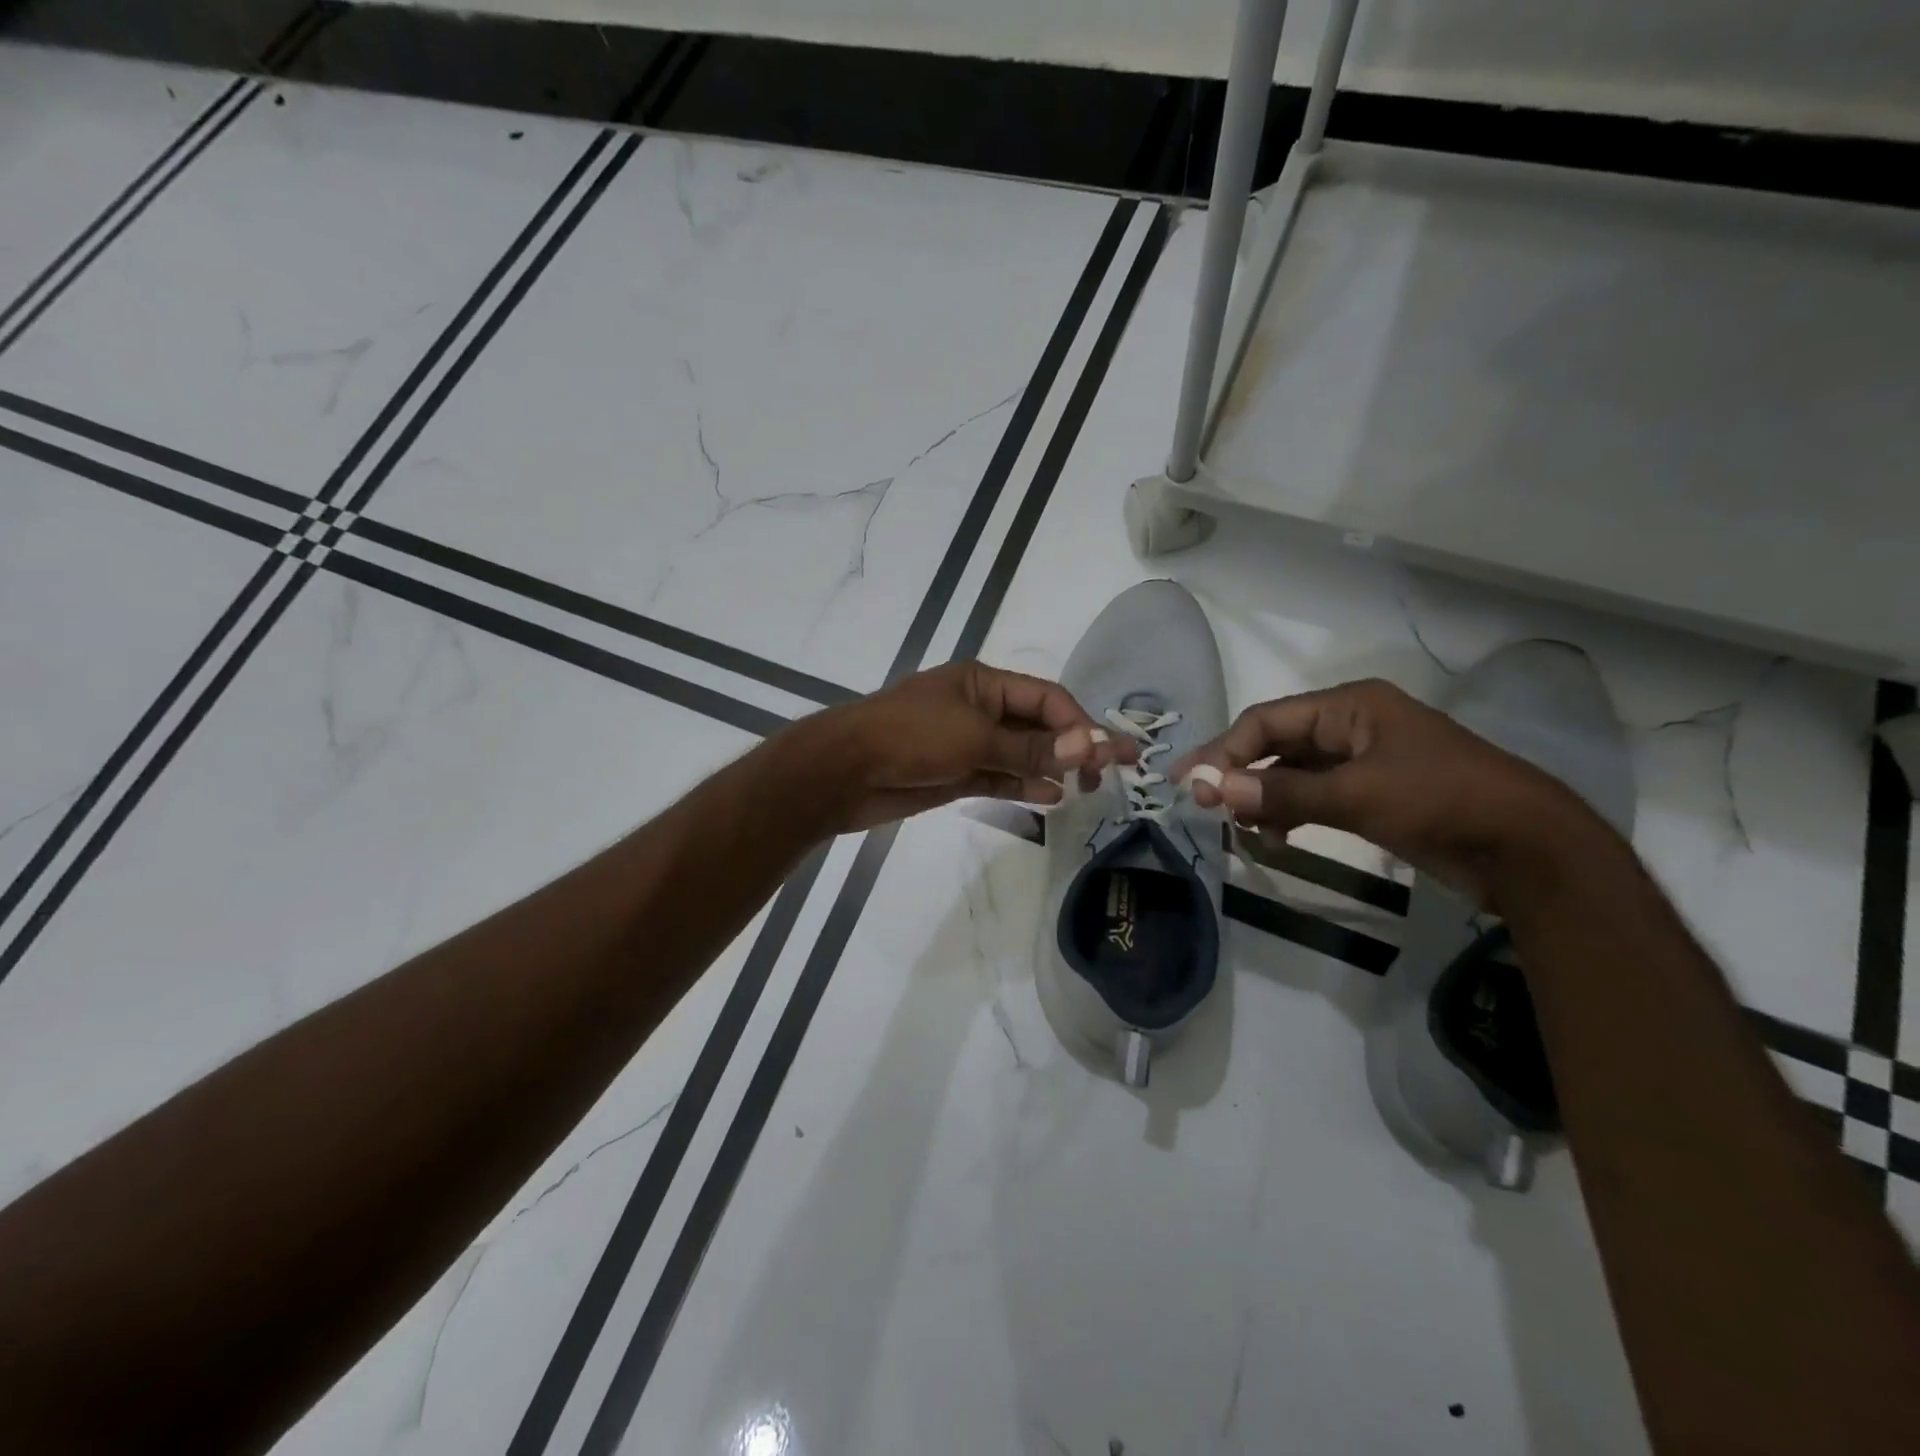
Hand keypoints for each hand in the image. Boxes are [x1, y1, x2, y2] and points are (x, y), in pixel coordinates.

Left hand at [799, 662, 1134, 831]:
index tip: (1109, 753)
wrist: (845, 772)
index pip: (1046, 698)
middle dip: (1072, 746)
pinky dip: (1024, 784)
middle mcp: (979, 708)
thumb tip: (1089, 746)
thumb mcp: (975, 738)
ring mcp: (966, 742)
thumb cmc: (910, 738)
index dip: (1080, 723)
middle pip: (1038, 725)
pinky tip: (1051, 796)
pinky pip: (1000, 775)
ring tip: (1085, 789)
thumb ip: (1032, 748)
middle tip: (1108, 773)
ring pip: (1021, 753)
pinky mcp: (955, 772)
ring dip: (1052, 768)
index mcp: (983, 682)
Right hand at [1172, 678, 1601, 905]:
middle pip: (1276, 744)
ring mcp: (1362, 761)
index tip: (1191, 783)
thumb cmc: (1441, 801)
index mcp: (1350, 706)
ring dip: (1262, 797)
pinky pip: (1314, 796)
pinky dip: (1289, 812)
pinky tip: (1275, 836)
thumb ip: (1283, 792)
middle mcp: (1350, 726)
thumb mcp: (1357, 794)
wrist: (1527, 849)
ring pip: (1292, 773)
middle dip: (1239, 773)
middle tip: (1203, 805)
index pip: (1267, 720)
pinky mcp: (1372, 794)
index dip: (1224, 750)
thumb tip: (1215, 789)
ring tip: (1240, 827)